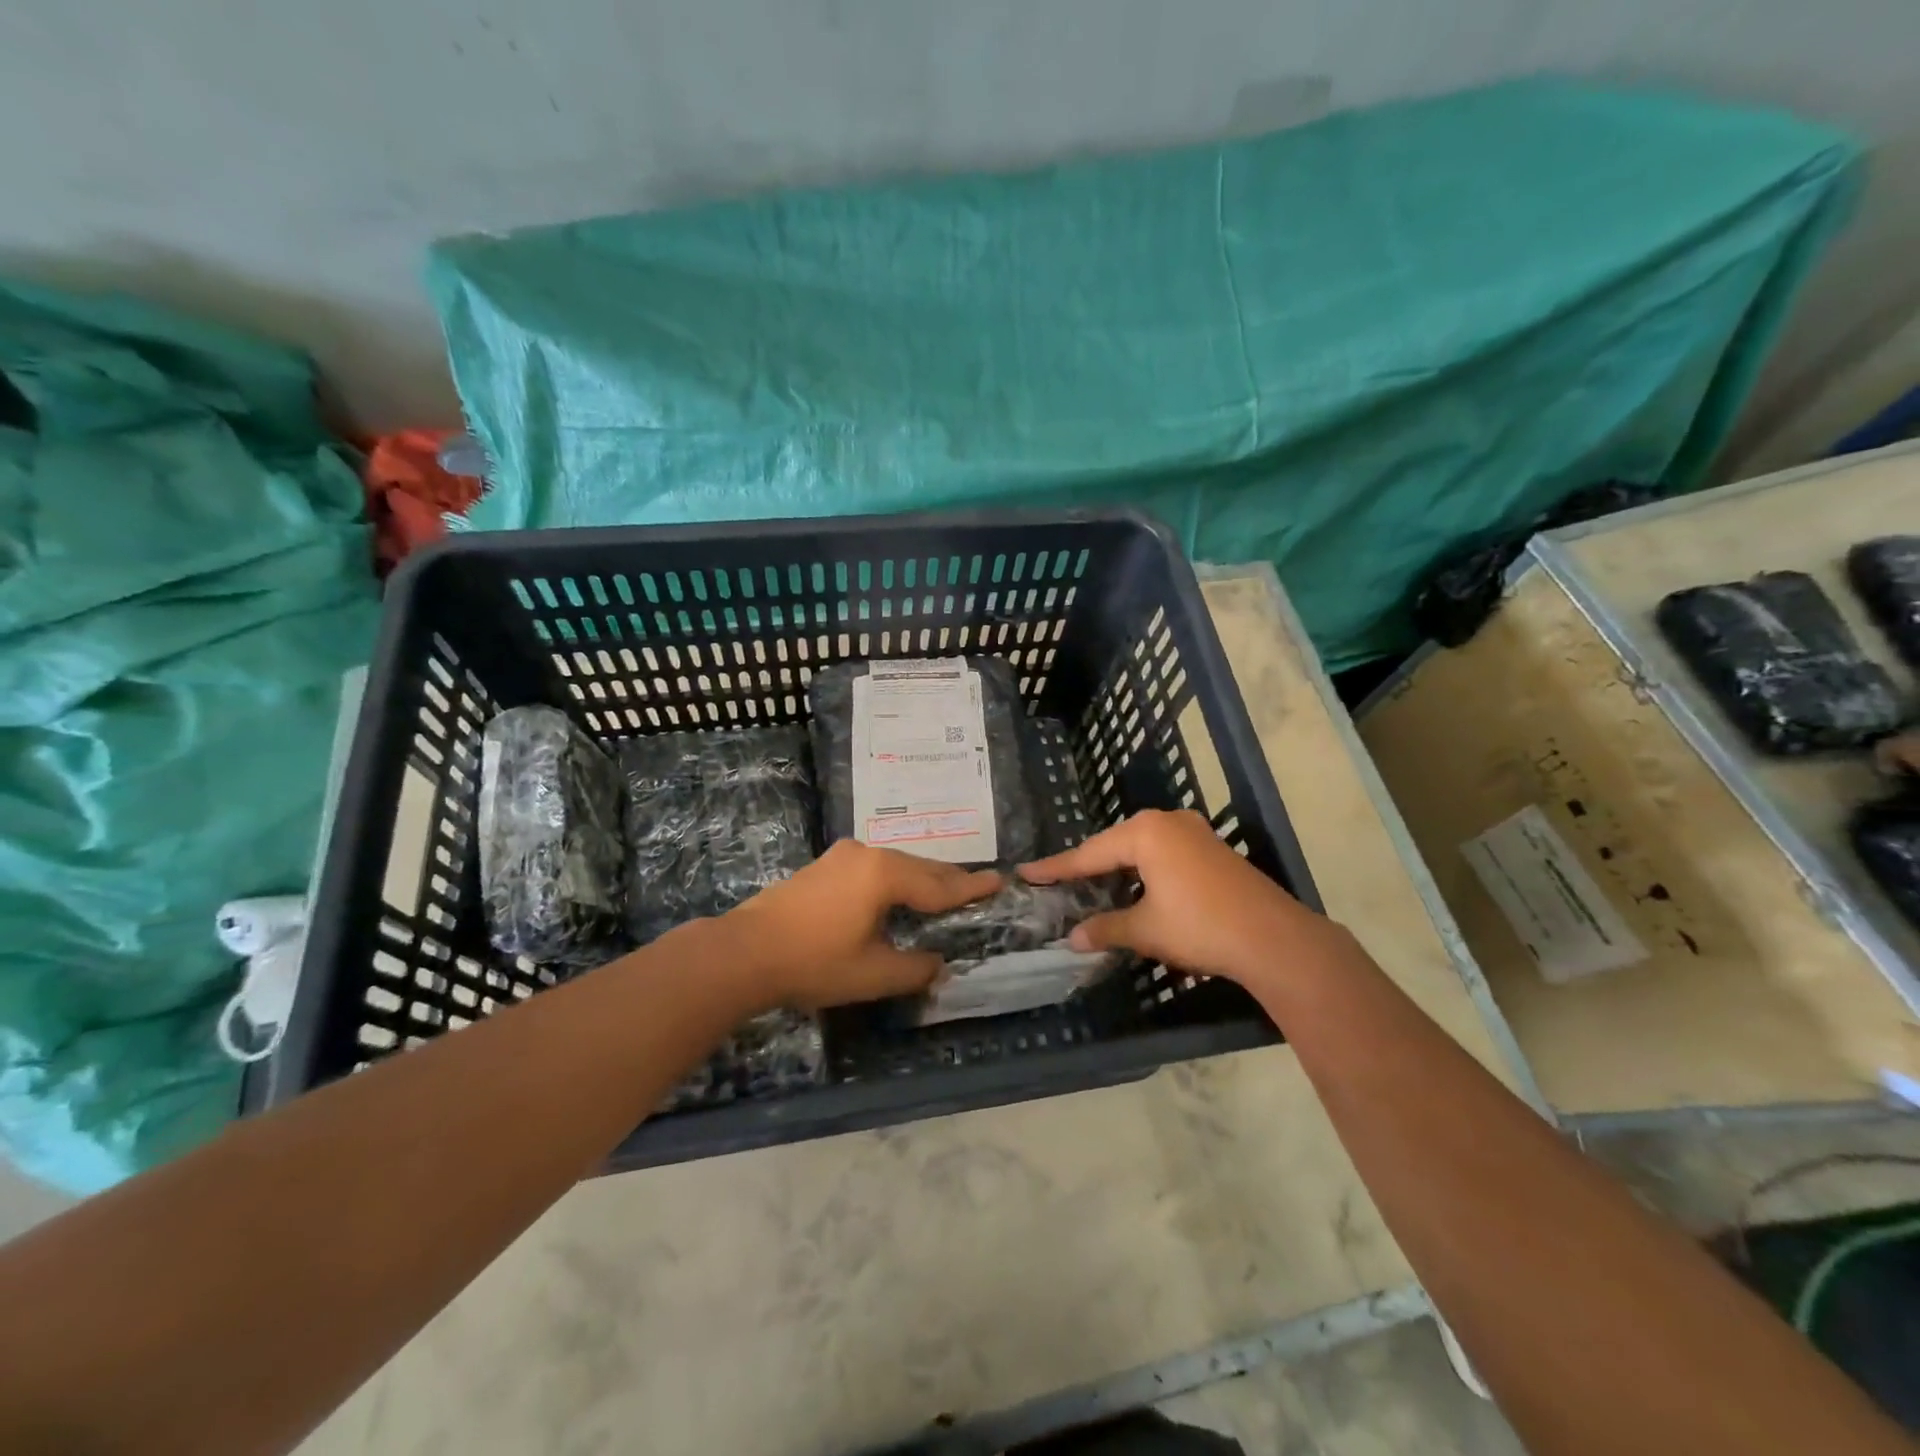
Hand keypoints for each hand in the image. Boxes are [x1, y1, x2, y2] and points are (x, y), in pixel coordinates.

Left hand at [726, 841, 1000, 1009]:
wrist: (745, 953)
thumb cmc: (814, 962)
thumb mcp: (873, 975)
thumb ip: (914, 969)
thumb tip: (938, 964)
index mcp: (885, 875)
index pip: (939, 884)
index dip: (970, 888)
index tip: (999, 881)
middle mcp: (868, 855)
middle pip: (919, 867)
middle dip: (948, 879)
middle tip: (977, 885)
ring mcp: (842, 857)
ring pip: (896, 865)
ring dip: (921, 878)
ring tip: (944, 889)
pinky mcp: (824, 866)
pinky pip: (874, 868)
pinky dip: (895, 879)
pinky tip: (898, 892)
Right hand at [1022, 809, 1329, 983]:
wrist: (1274, 939)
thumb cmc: (1200, 927)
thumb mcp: (1145, 930)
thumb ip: (1106, 928)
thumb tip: (1074, 938)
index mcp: (1145, 833)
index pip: (1088, 853)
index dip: (1056, 868)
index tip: (1026, 873)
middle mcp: (1168, 822)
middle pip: (1115, 845)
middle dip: (1088, 867)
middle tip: (1059, 883)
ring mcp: (1194, 832)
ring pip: (1141, 848)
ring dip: (1118, 870)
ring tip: (1092, 888)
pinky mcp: (1212, 849)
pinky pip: (1164, 853)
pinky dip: (1144, 871)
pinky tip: (1136, 889)